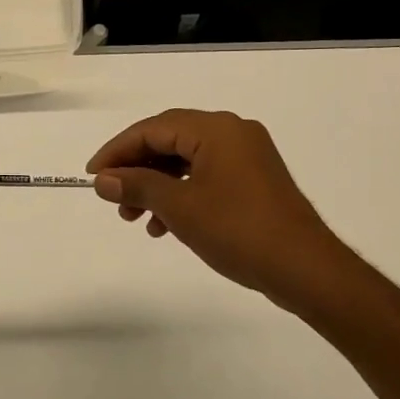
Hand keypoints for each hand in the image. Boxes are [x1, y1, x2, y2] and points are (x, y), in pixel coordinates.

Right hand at [88, 109, 356, 313]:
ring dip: (156, 186)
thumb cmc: (238, 231)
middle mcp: (232, 132)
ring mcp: (247, 157)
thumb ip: (138, 187)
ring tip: (134, 218)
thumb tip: (103, 180)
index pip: (153, 129)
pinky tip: (165, 225)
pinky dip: (181, 195)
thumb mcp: (179, 208)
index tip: (93, 176)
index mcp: (215, 129)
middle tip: (112, 198)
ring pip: (186, 162)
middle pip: (169, 141)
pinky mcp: (254, 181)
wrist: (306, 270)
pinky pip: (206, 176)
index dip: (118, 151)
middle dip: (136, 170)